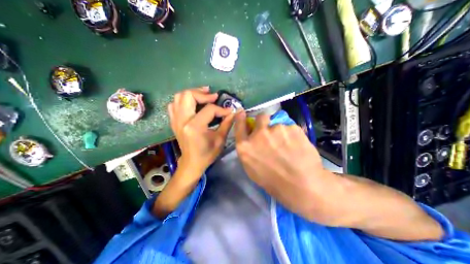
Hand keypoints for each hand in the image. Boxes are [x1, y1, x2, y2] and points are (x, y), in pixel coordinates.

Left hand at [168, 88, 234, 175]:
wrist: (191, 163)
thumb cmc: (207, 154)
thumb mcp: (220, 140)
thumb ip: (227, 123)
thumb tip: (234, 112)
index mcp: (195, 127)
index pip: (209, 109)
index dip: (221, 109)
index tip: (229, 112)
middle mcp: (182, 120)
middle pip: (188, 95)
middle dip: (202, 93)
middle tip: (213, 96)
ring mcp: (175, 120)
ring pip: (179, 97)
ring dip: (192, 94)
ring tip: (203, 96)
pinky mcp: (174, 121)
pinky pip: (174, 104)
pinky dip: (183, 101)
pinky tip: (192, 104)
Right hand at [234, 111, 335, 220]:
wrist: (301, 186)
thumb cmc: (273, 181)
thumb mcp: (252, 168)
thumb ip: (249, 150)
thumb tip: (251, 137)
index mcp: (246, 146)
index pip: (239, 125)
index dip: (240, 117)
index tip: (241, 112)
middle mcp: (258, 134)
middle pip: (260, 117)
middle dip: (264, 122)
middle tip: (272, 132)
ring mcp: (276, 129)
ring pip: (277, 124)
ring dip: (280, 132)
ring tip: (289, 146)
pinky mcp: (292, 128)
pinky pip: (290, 128)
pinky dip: (292, 135)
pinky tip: (297, 146)